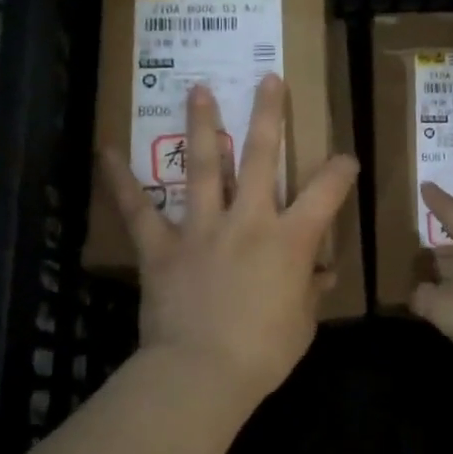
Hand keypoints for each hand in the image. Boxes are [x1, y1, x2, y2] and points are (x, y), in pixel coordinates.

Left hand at [100, 75, 358, 402]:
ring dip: (202, 124)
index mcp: (291, 239)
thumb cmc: (263, 352)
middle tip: (269, 80)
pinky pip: (138, 210)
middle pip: (262, 156)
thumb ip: (311, 291)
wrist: (201, 373)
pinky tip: (105, 152)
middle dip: (269, 114)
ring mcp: (202, 228)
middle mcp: (249, 220)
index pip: (327, 191)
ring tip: (198, 89)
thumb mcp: (302, 324)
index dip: (341, 170)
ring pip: (205, 166)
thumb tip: (322, 273)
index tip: (346, 160)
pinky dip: (121, 181)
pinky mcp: (162, 247)